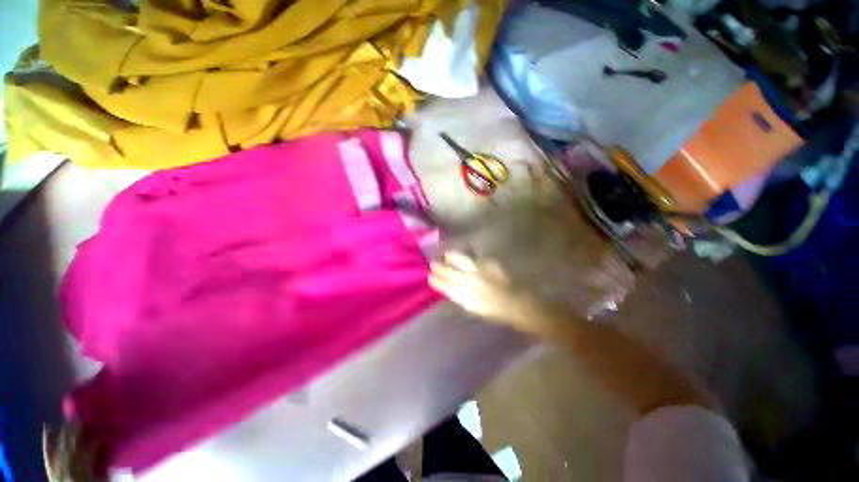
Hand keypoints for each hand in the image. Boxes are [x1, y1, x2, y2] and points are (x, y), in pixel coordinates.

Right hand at [428, 251, 552, 333]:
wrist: (518, 304)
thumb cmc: (496, 312)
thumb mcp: (474, 308)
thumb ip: (461, 297)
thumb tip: (450, 288)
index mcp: (466, 297)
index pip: (446, 286)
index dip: (436, 281)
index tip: (429, 277)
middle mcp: (471, 282)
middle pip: (451, 272)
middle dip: (440, 267)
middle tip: (432, 263)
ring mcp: (480, 271)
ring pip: (461, 261)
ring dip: (451, 257)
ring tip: (445, 254)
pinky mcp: (490, 264)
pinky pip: (475, 259)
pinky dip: (467, 258)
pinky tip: (463, 256)